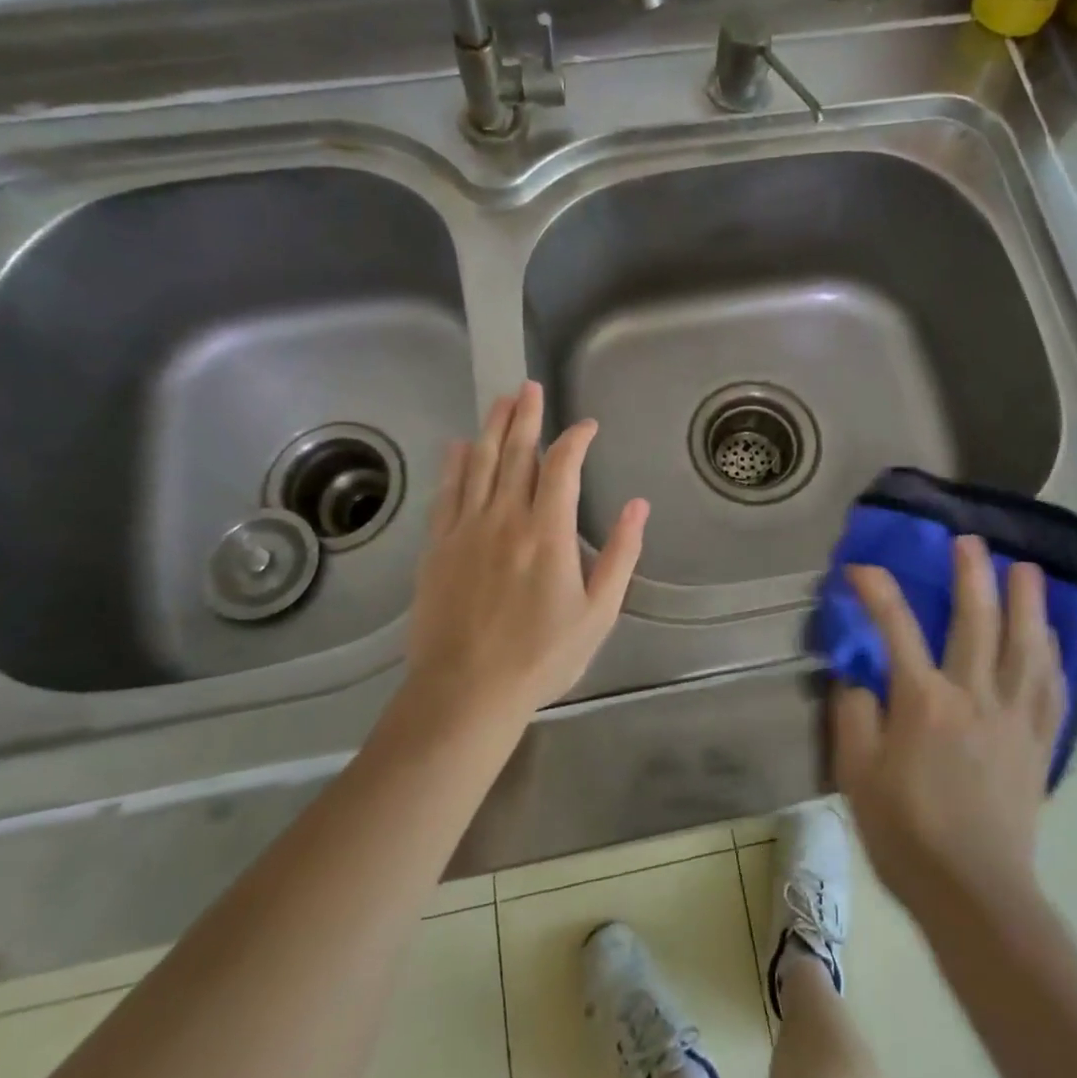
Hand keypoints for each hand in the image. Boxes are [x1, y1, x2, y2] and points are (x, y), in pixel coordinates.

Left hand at [399, 381, 648, 731]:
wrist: (465, 691)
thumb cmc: (541, 656)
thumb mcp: (598, 613)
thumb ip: (620, 555)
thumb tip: (639, 506)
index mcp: (547, 532)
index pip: (562, 467)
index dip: (576, 439)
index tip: (588, 427)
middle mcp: (505, 518)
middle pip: (516, 453)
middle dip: (526, 416)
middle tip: (530, 387)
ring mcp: (466, 529)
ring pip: (480, 464)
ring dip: (492, 428)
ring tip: (501, 400)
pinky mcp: (438, 546)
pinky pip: (448, 493)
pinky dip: (456, 465)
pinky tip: (459, 447)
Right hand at [833, 538, 1065, 921]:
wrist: (975, 895)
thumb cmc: (906, 834)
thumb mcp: (857, 774)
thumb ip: (855, 716)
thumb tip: (858, 678)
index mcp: (924, 701)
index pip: (896, 628)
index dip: (877, 592)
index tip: (862, 568)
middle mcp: (974, 696)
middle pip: (977, 622)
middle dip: (972, 576)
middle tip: (970, 542)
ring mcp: (1013, 719)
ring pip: (1026, 647)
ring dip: (1027, 604)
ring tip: (1027, 570)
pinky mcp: (1038, 745)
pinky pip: (1051, 690)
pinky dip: (1053, 656)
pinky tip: (1052, 637)